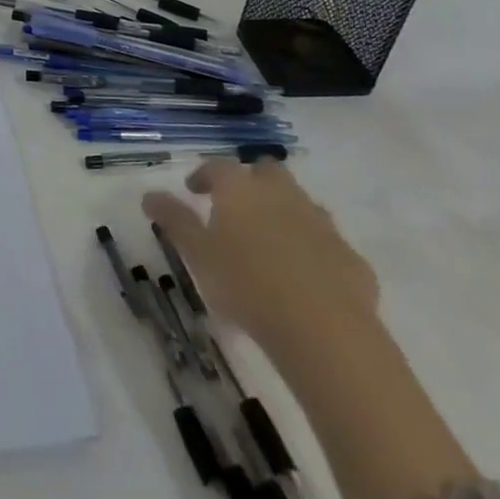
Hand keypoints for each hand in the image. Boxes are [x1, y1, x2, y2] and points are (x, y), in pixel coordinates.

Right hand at [144, 160, 379, 357]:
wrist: (325, 332)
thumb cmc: (246, 285)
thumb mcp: (198, 254)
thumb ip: (174, 221)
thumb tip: (149, 195)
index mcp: (241, 190)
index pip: (218, 166)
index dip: (203, 175)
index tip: (193, 190)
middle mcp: (282, 195)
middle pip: (267, 171)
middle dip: (252, 182)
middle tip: (236, 207)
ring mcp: (322, 224)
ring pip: (300, 203)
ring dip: (284, 212)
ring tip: (269, 242)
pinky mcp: (351, 257)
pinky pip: (326, 242)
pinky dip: (312, 248)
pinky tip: (304, 276)